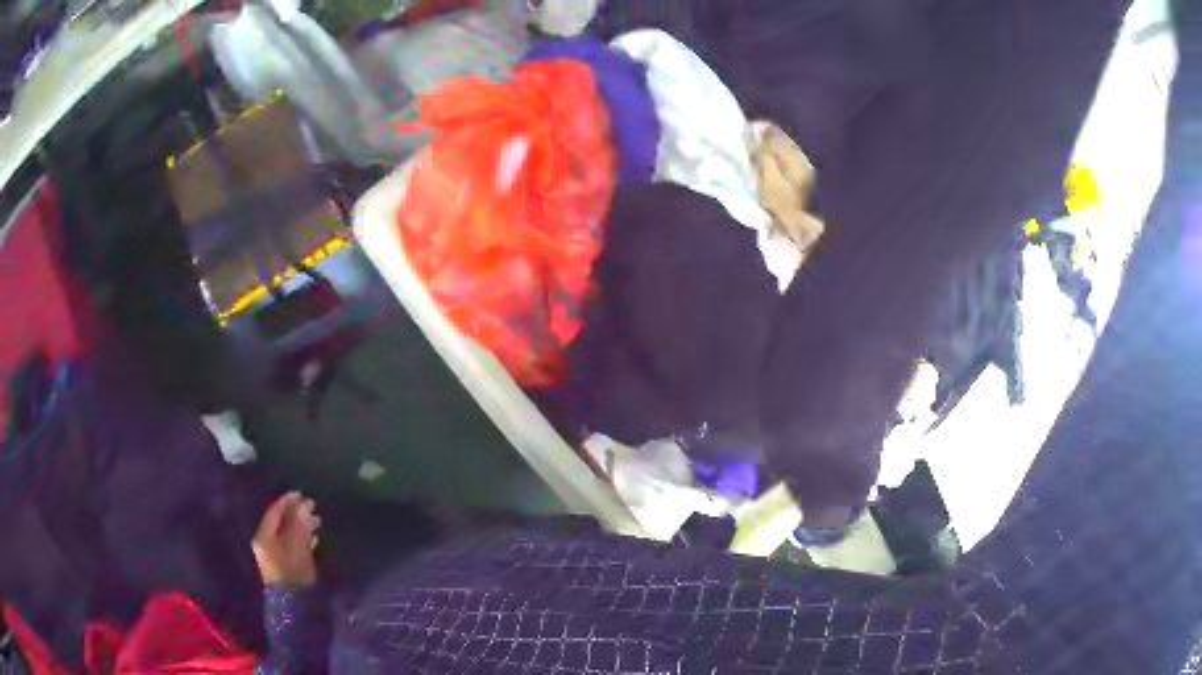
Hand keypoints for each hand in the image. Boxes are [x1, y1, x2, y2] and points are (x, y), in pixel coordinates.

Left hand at [253, 492, 319, 586]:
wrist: (294, 604)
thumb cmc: (293, 571)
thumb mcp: (297, 546)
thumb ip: (299, 525)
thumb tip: (304, 505)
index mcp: (264, 536)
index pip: (274, 513)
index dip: (287, 502)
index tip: (301, 494)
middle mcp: (267, 543)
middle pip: (281, 523)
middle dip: (296, 514)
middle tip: (312, 506)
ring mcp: (275, 555)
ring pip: (288, 534)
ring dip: (302, 526)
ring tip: (317, 521)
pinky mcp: (285, 565)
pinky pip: (292, 546)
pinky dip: (302, 539)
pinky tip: (314, 539)